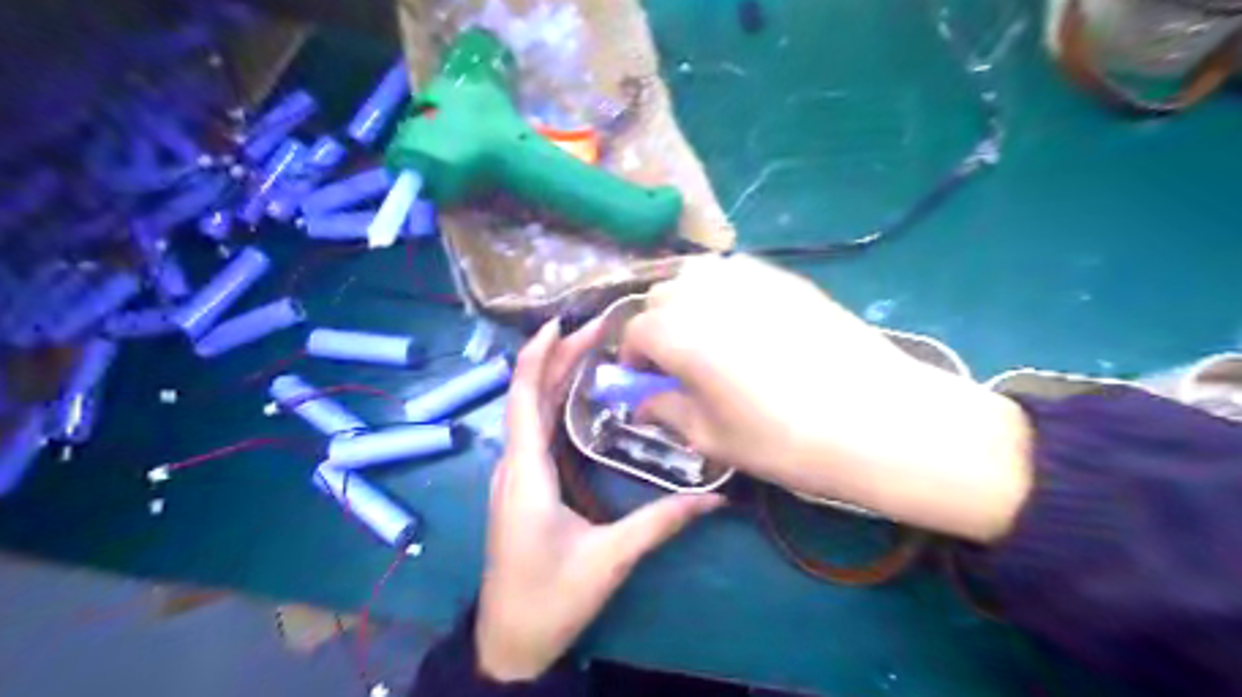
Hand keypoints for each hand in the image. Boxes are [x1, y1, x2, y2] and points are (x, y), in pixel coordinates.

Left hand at [476, 318, 729, 680]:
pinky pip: (533, 429)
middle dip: (558, 357)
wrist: (510, 642)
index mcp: (526, 473)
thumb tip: (714, 499)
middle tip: (597, 329)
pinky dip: (552, 402)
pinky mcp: (521, 485)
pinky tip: (576, 395)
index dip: (538, 356)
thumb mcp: (610, 559)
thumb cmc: (552, 598)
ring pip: (529, 411)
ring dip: (554, 377)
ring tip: (590, 349)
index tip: (560, 322)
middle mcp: (514, 465)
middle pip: (529, 396)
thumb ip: (661, 523)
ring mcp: (515, 475)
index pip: (524, 398)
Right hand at [622, 255, 1039, 543]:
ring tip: (709, 337)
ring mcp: (748, 277)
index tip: (645, 381)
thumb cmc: (783, 439)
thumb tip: (642, 403)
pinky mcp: (785, 277)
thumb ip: (667, 411)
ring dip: (687, 303)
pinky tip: (748, 324)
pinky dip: (724, 292)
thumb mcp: (712, 437)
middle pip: (661, 297)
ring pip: (697, 276)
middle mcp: (704, 293)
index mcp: (676, 333)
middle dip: (658, 328)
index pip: (634, 332)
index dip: (633, 359)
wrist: (877, 419)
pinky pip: (736, 273)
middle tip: (678, 363)